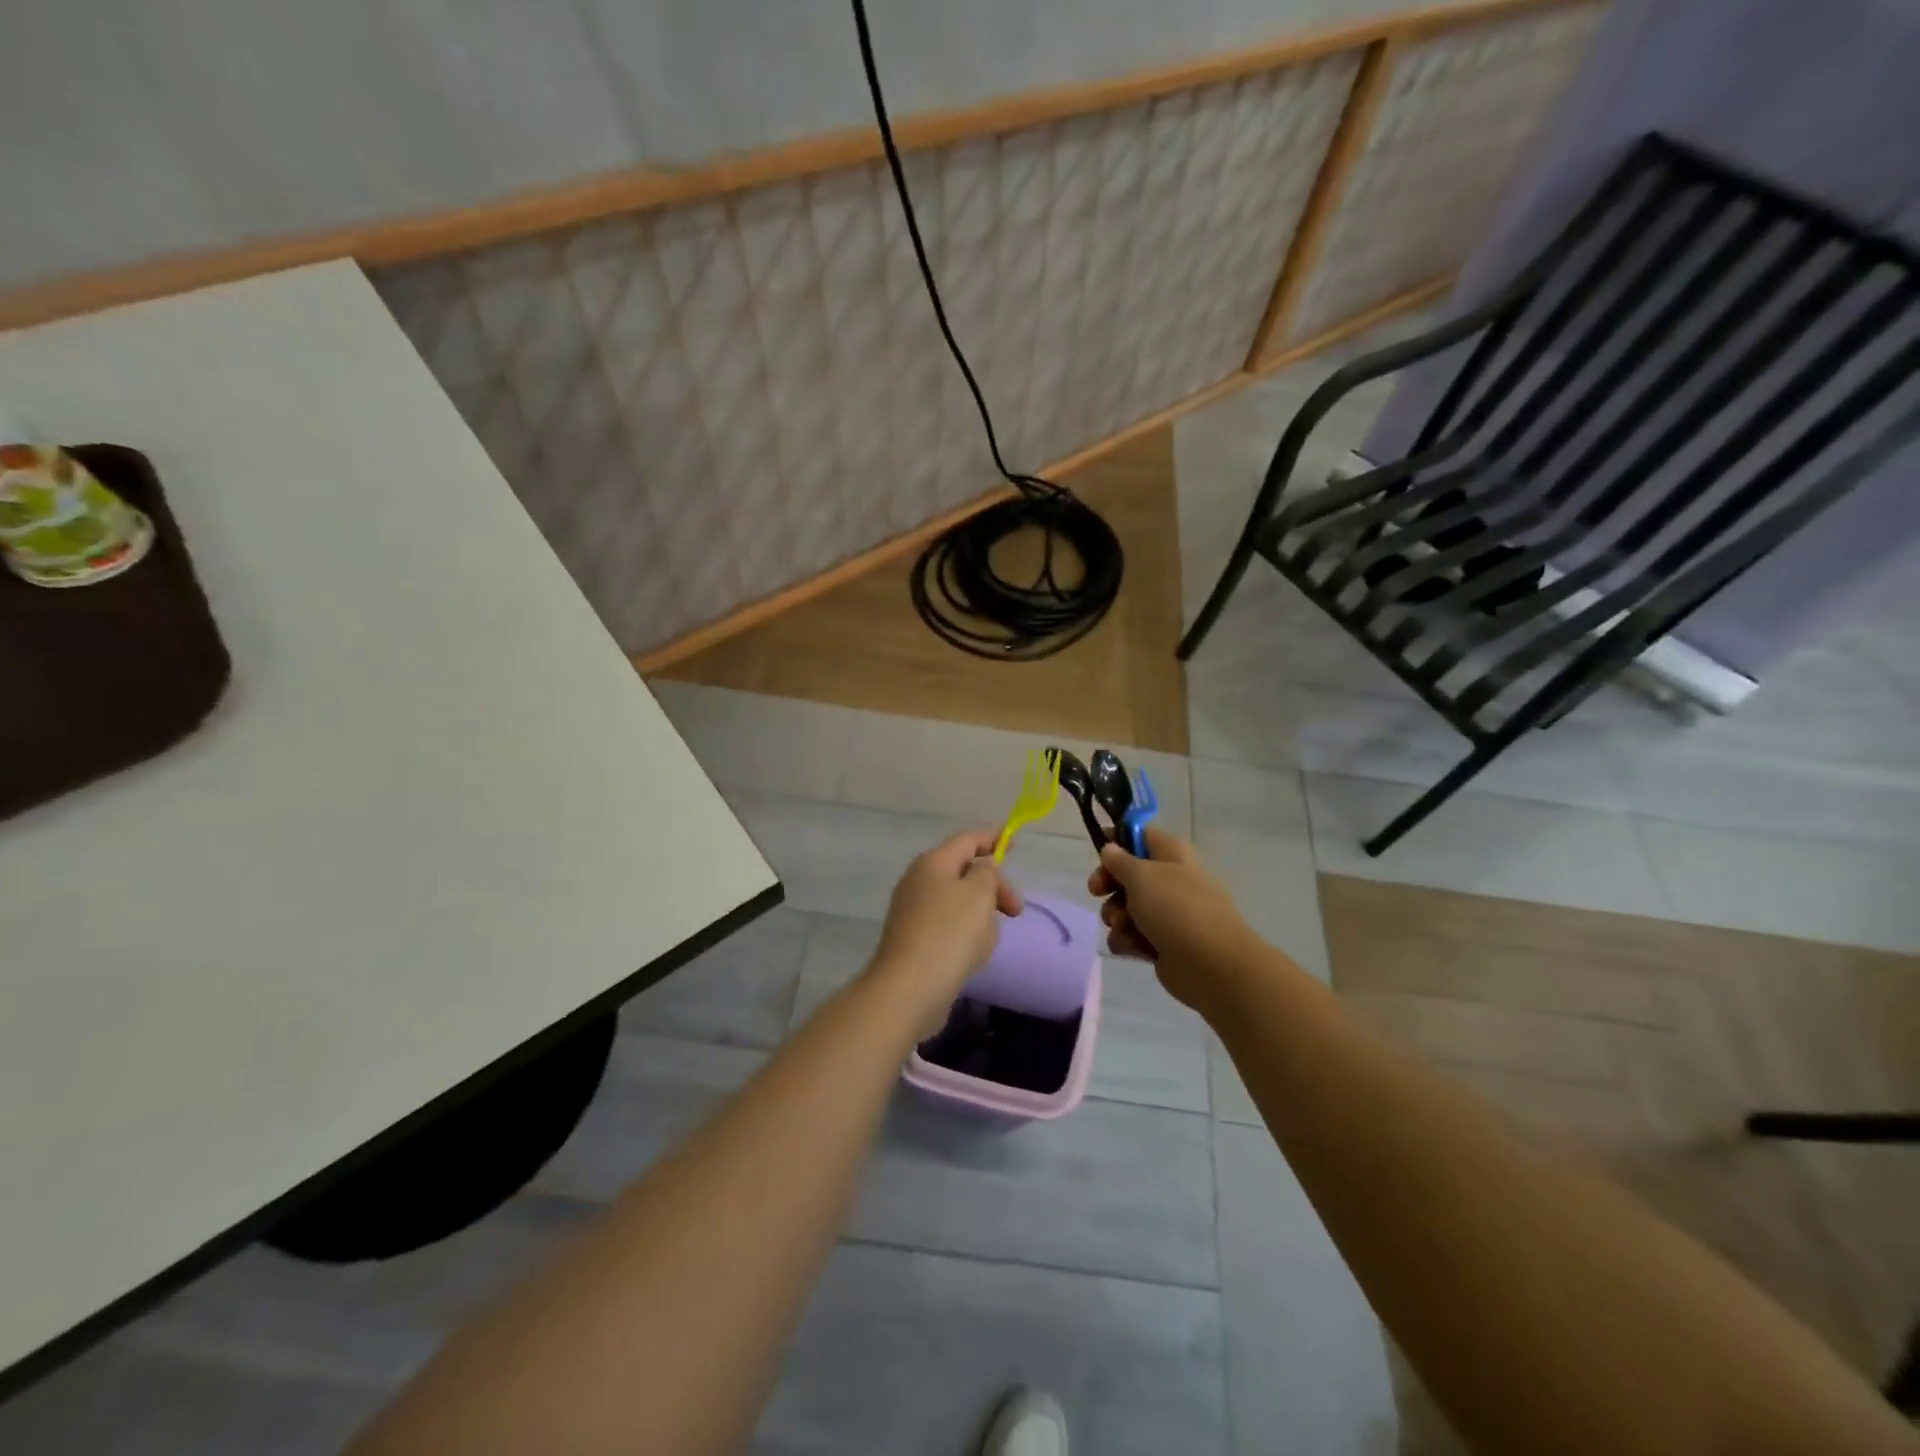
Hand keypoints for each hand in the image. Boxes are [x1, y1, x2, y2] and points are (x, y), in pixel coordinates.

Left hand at [869, 830, 1022, 1023]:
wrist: (909, 989)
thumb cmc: (949, 933)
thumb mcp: (979, 894)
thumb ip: (987, 874)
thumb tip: (981, 870)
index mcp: (933, 863)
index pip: (967, 839)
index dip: (992, 837)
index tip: (1014, 840)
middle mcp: (918, 881)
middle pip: (962, 870)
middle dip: (992, 884)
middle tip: (1015, 909)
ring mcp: (912, 911)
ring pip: (956, 899)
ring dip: (980, 910)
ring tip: (993, 934)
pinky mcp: (913, 939)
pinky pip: (948, 924)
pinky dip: (966, 930)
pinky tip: (974, 951)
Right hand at [1087, 826, 1257, 1010]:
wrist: (1210, 965)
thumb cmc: (1175, 908)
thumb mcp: (1141, 875)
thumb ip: (1119, 860)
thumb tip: (1111, 849)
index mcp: (1171, 853)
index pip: (1141, 834)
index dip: (1117, 838)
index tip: (1097, 847)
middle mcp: (1170, 879)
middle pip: (1128, 873)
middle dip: (1108, 884)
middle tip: (1096, 891)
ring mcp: (1167, 913)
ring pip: (1126, 907)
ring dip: (1115, 916)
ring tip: (1122, 925)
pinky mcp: (1162, 943)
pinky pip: (1132, 935)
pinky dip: (1127, 940)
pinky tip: (1131, 947)